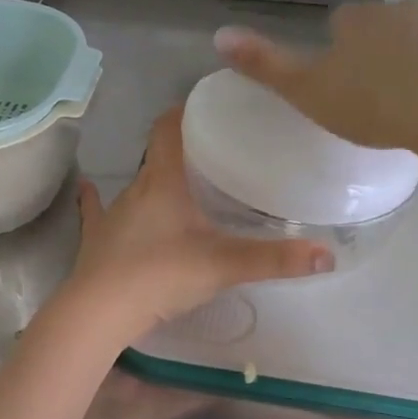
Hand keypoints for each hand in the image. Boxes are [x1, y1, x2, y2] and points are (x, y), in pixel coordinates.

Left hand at [59, 110, 332, 339]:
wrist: (100, 313)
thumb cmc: (161, 275)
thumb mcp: (223, 265)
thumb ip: (274, 259)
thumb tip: (327, 255)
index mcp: (163, 182)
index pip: (169, 129)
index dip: (185, 111)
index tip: (207, 106)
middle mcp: (135, 189)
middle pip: (158, 157)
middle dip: (182, 150)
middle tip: (212, 152)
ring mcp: (111, 214)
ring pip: (136, 185)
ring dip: (154, 179)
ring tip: (179, 181)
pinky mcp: (95, 239)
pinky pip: (97, 211)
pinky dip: (97, 200)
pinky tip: (89, 187)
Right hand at [214, 2, 417, 151]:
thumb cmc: (377, 103)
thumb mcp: (308, 91)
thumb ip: (265, 65)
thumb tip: (217, 34)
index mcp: (360, 23)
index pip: (344, 23)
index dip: (343, 46)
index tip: (347, 78)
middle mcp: (406, 9)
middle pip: (393, 24)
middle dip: (391, 49)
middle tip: (390, 93)